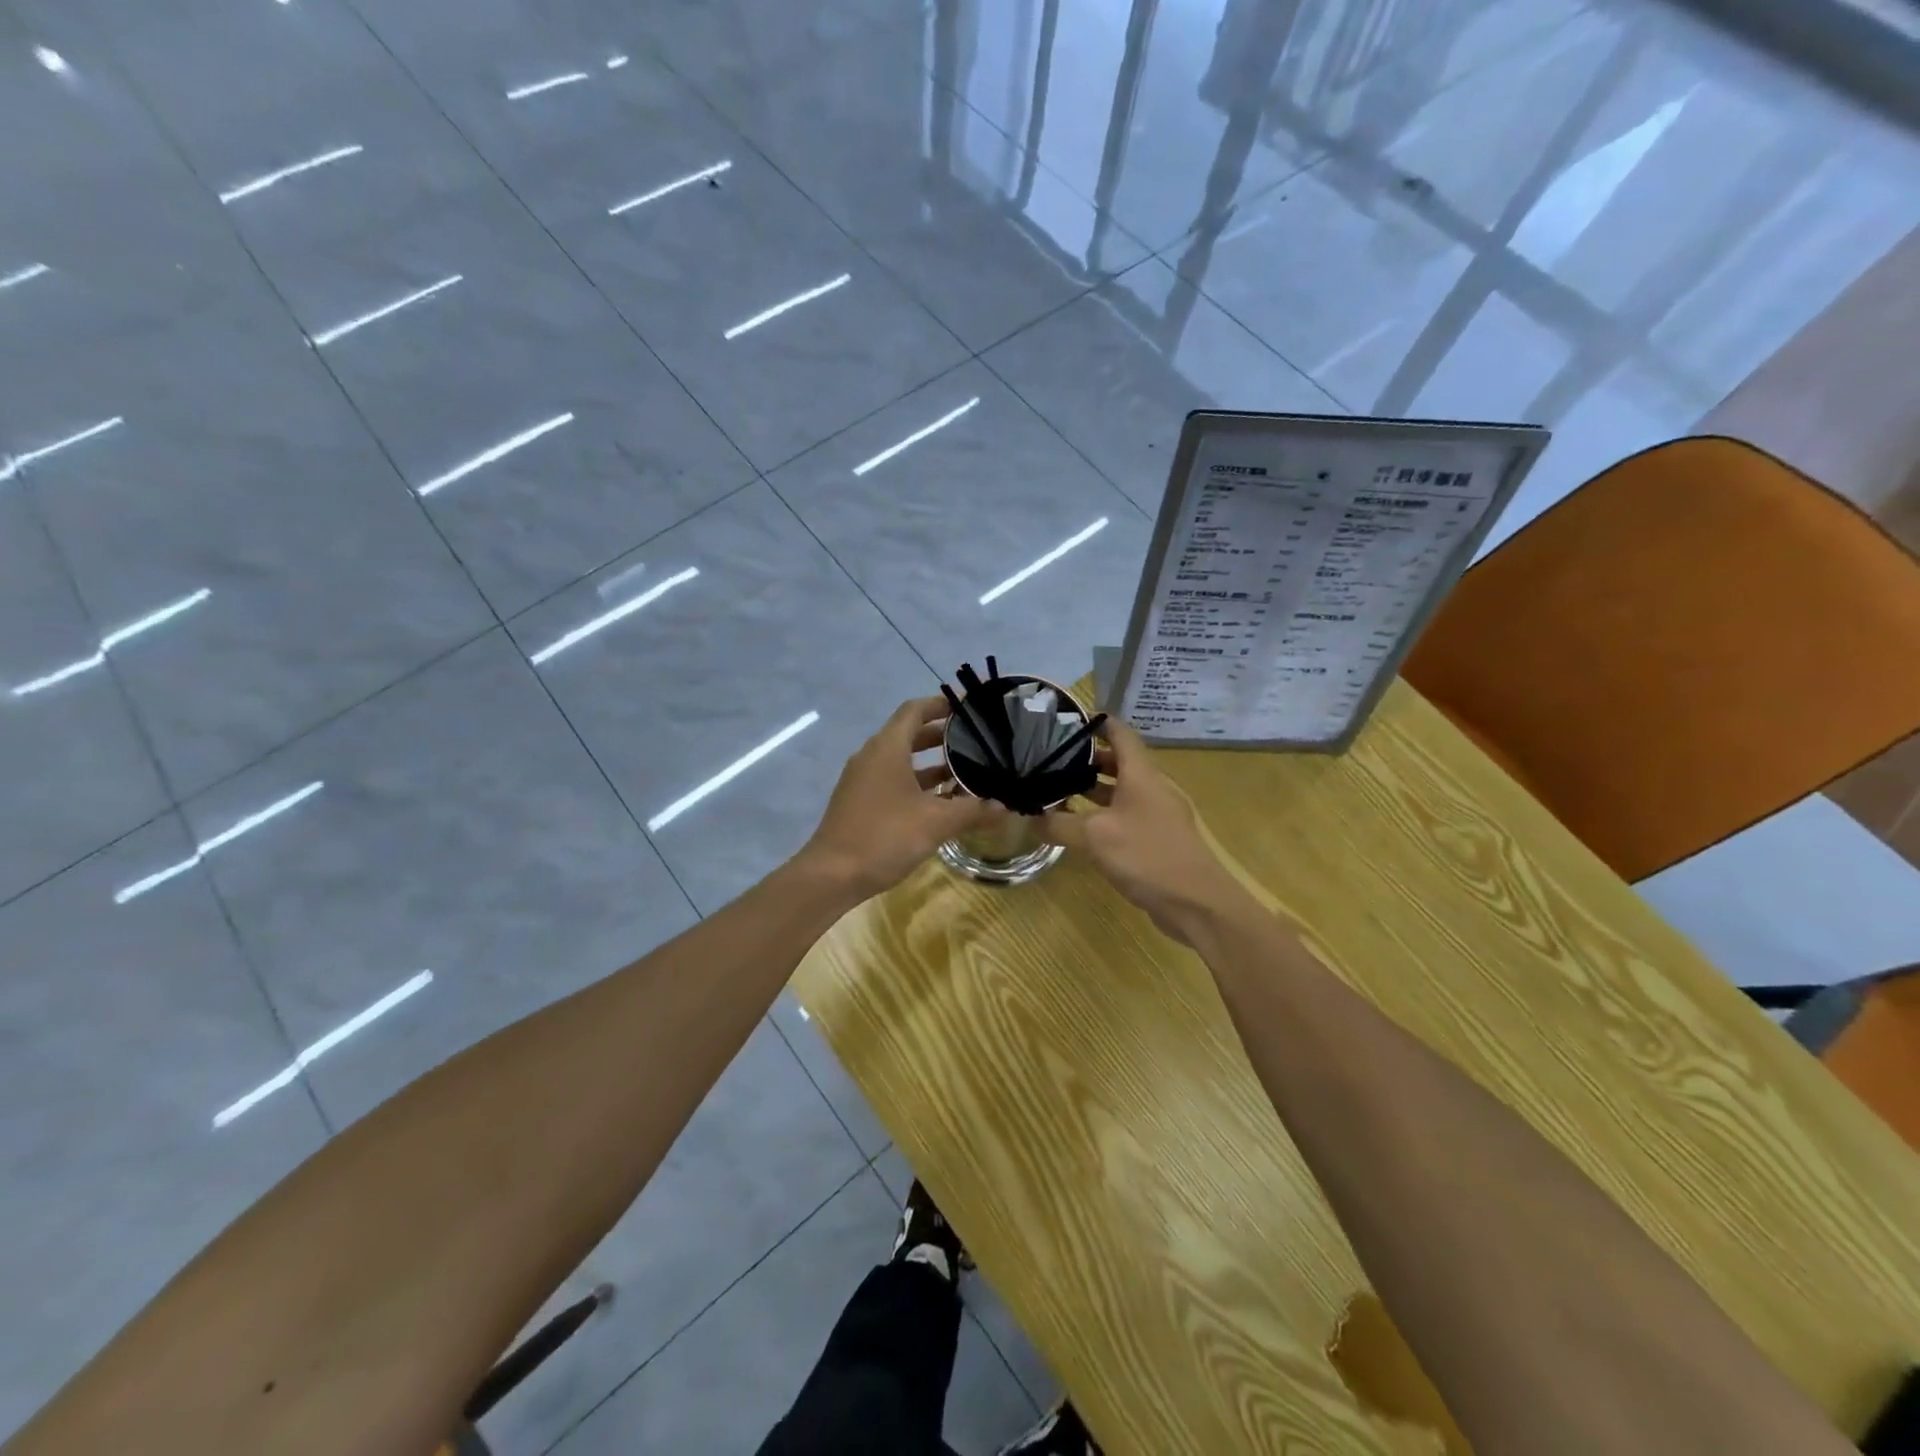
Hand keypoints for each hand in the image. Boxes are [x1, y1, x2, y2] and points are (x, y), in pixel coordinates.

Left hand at [801, 696, 1006, 899]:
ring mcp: (862, 780)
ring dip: (931, 763)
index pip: (914, 710)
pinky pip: (892, 780)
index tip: (968, 708)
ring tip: (966, 771)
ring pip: (901, 760)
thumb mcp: (936, 823)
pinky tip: (941, 802)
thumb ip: (972, 810)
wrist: (832, 875)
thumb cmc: (885, 837)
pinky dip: (917, 783)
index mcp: (887, 748)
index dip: (941, 705)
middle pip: (909, 734)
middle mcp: (872, 756)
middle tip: (975, 741)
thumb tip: (1004, 806)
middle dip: (941, 736)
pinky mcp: (859, 802)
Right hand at [1041, 718, 1245, 943]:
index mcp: (1141, 774)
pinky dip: (1103, 815)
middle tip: (1050, 759)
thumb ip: (1059, 824)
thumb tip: (1030, 817)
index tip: (1065, 720)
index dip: (1096, 722)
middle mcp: (1151, 788)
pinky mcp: (1157, 839)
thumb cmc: (1147, 856)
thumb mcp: (1094, 837)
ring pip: (1121, 791)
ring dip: (1093, 789)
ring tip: (1058, 789)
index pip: (1120, 733)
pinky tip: (1080, 828)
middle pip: (1118, 761)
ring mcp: (1157, 814)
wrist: (1196, 903)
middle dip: (1086, 759)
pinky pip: (1125, 816)